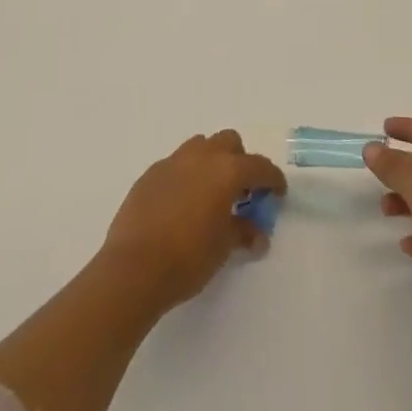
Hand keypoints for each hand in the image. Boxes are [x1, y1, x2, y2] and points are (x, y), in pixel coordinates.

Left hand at [101, 130, 286, 313]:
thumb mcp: (223, 248)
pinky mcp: (150, 174)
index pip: (259, 166)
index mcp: (226, 171)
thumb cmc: (187, 258)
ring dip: (211, 162)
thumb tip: (257, 234)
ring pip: (200, 147)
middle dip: (239, 161)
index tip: (278, 193)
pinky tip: (181, 204)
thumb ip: (243, 233)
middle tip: (241, 191)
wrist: (133, 268)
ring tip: (210, 194)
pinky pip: (176, 164)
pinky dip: (186, 175)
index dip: (273, 179)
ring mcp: (172, 162)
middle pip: (229, 142)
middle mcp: (201, 157)